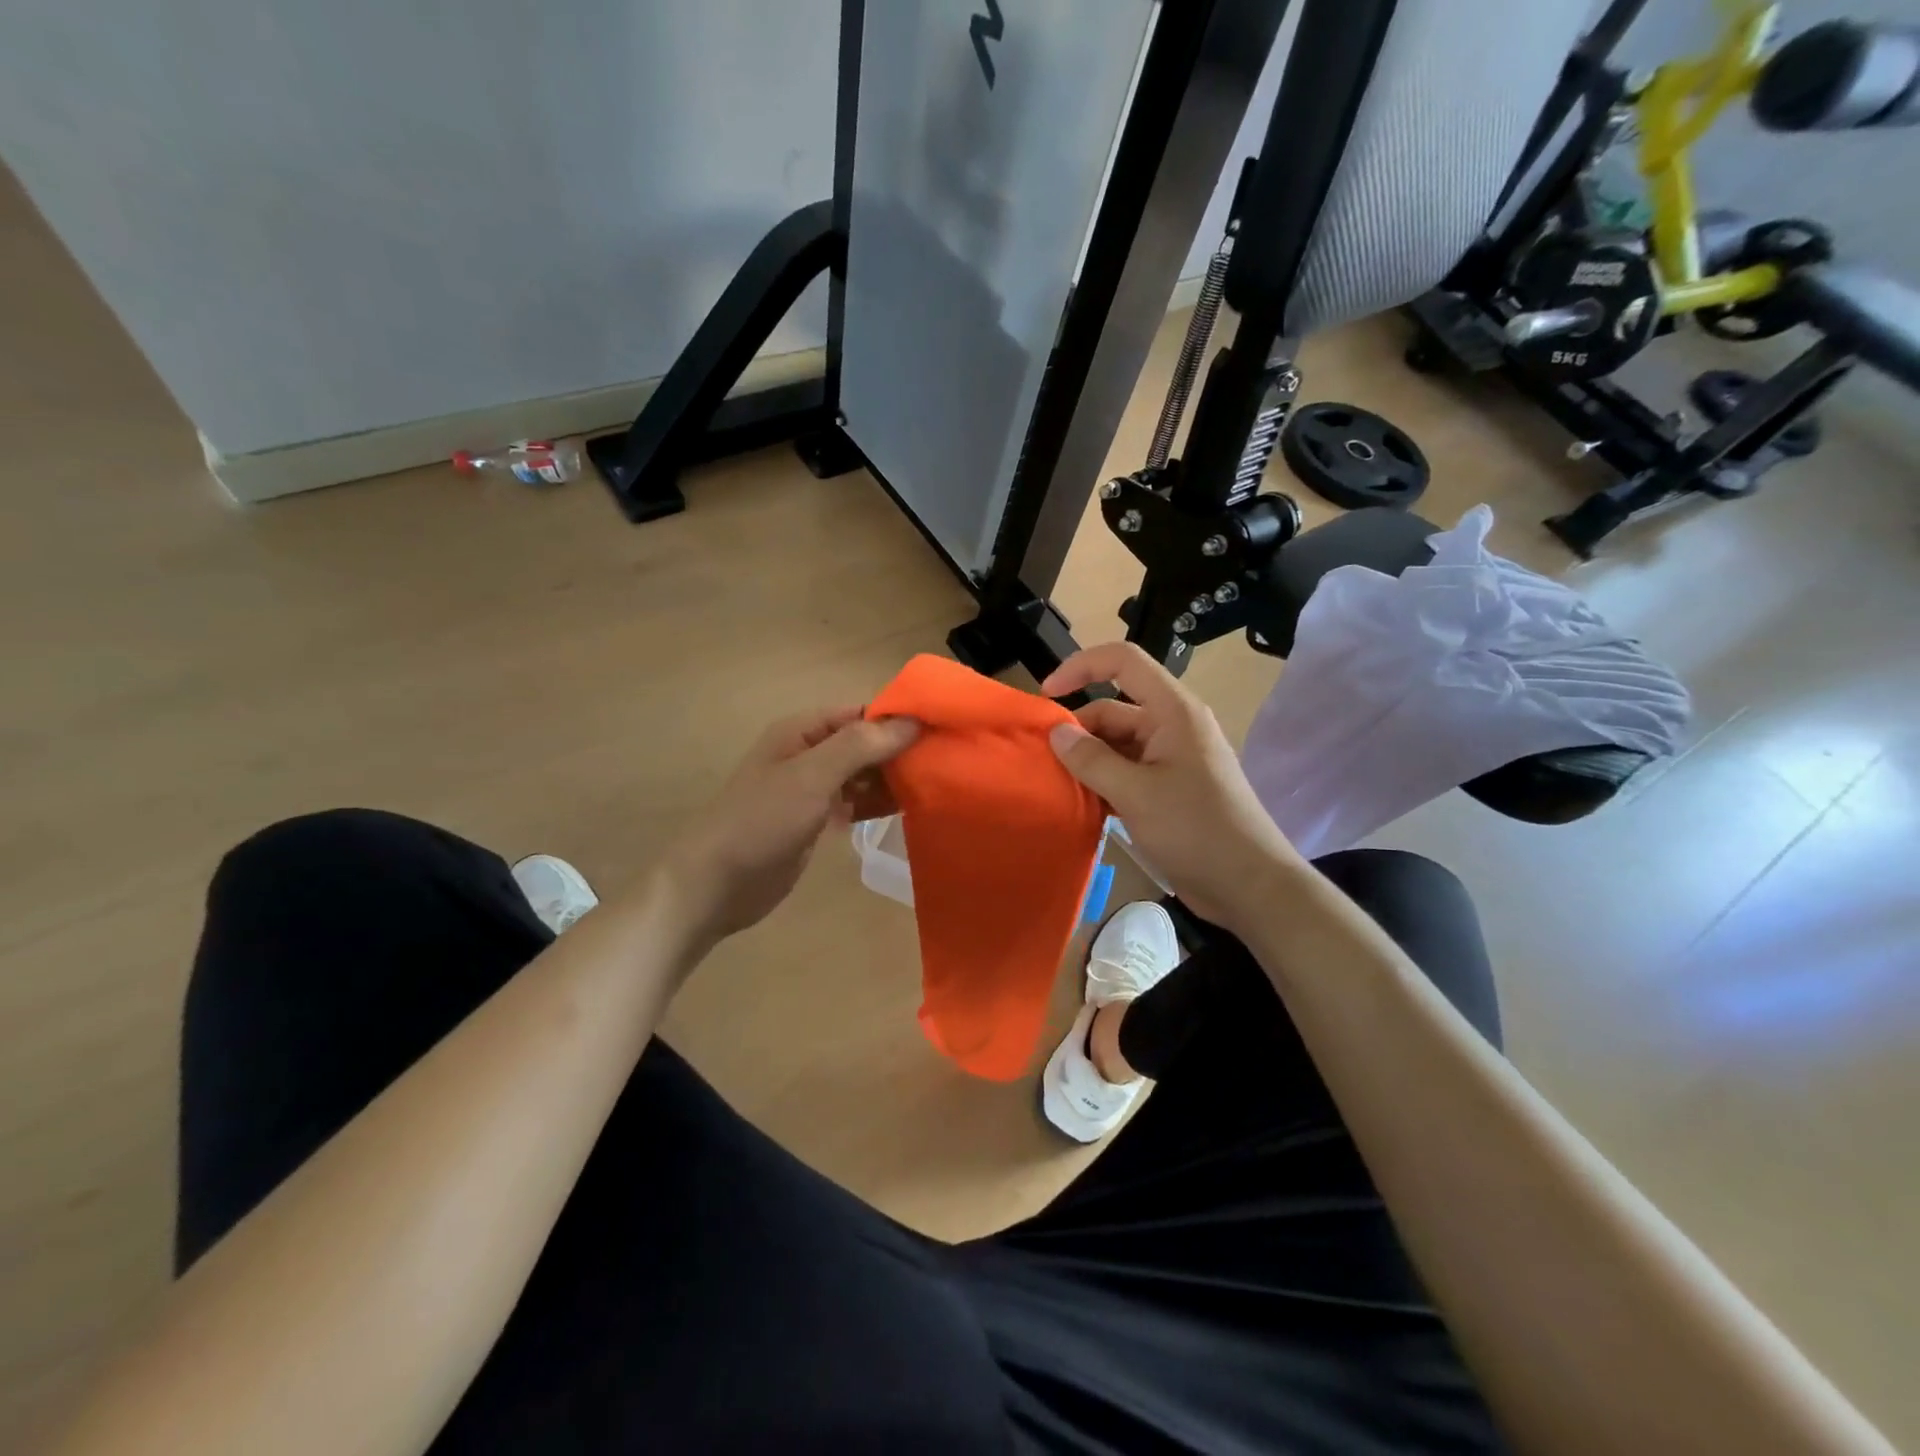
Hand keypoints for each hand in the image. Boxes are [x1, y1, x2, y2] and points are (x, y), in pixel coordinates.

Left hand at [664, 708, 918, 947]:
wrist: (716, 885)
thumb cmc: (761, 821)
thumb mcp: (811, 777)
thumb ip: (859, 746)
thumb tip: (911, 721)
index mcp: (802, 732)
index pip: (860, 713)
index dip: (898, 719)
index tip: (940, 730)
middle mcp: (809, 754)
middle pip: (864, 743)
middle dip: (900, 751)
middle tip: (946, 763)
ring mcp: (813, 790)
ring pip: (863, 775)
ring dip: (893, 779)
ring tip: (936, 785)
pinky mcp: (817, 821)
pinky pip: (856, 803)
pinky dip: (878, 804)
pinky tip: (909, 810)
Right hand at [1042, 643, 1302, 936]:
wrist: (1249, 885)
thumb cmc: (1195, 830)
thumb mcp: (1136, 793)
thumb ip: (1092, 760)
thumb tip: (1056, 732)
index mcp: (1173, 711)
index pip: (1123, 662)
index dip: (1081, 666)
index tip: (1046, 695)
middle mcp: (1172, 726)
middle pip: (1113, 709)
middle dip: (1078, 730)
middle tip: (1044, 762)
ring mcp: (1172, 759)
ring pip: (1117, 744)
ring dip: (1088, 760)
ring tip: (1056, 785)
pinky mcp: (1169, 789)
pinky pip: (1127, 771)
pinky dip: (1103, 781)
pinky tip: (1081, 803)